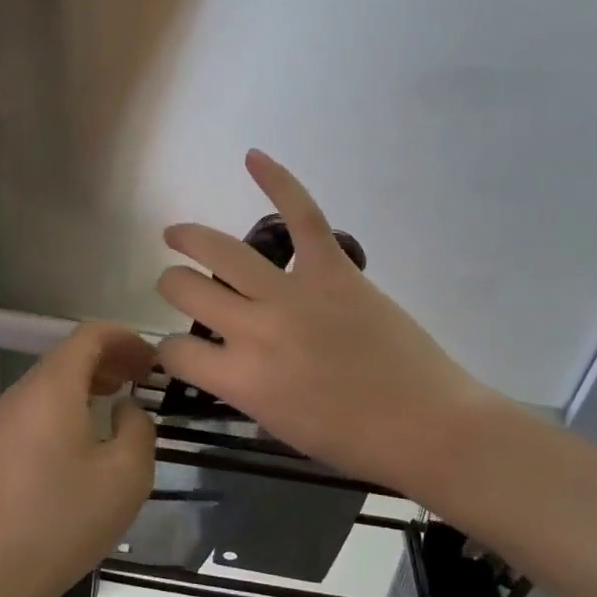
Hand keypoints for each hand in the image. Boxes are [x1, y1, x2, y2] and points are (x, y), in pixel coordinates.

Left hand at [0, 322, 156, 596]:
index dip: (126, 338)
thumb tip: (125, 410)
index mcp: (52, 388)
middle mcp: (23, 393)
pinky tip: (91, 431)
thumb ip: (138, 427)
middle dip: (111, 357)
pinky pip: (40, 405)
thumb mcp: (127, 473)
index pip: (89, 336)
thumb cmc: (67, 518)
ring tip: (123, 396)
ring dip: (90, 380)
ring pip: (53, 380)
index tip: (155, 360)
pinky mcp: (0, 446)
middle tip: (145, 377)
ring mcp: (6, 420)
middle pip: (69, 354)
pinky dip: (70, 401)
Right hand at [157, 151, 500, 500]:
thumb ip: (241, 385)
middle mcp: (253, 329)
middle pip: (186, 290)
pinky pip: (302, 216)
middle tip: (177, 285)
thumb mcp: (275, 424)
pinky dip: (278, 181)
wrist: (426, 425)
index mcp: (239, 379)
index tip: (182, 349)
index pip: (175, 350)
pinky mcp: (332, 270)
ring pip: (222, 251)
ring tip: (176, 235)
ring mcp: (292, 294)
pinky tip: (253, 157)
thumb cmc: (352, 440)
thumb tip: (226, 356)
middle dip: (172, 285)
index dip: (170, 349)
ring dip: (189, 238)